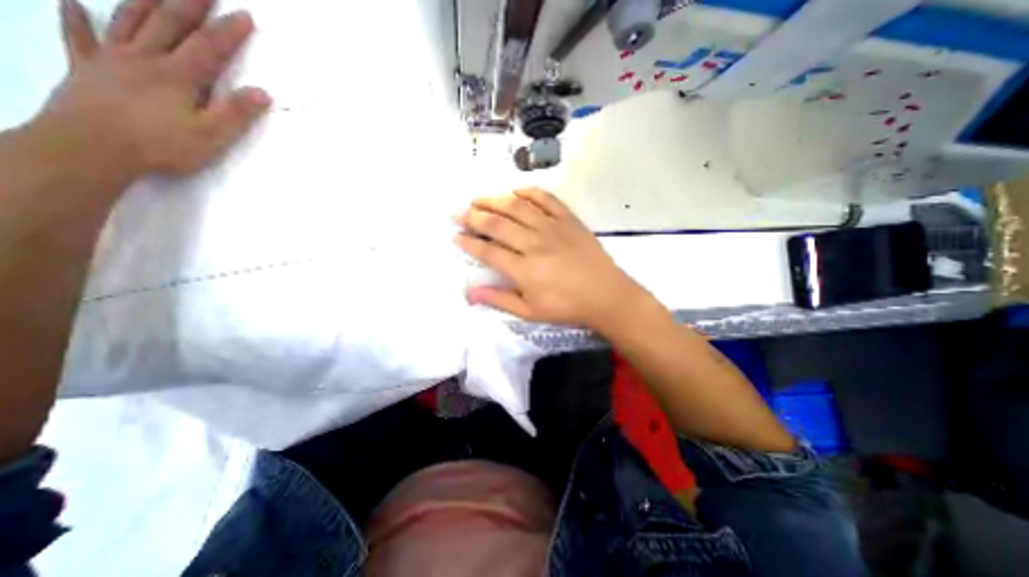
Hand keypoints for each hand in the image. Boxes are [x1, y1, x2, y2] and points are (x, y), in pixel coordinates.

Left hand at [41, 0, 273, 177]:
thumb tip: (263, 93)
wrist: (91, 148)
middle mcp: (145, 58)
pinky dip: (74, 18)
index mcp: (179, 76)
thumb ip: (237, 113)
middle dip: (188, 5)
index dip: (229, 31)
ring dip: (142, 2)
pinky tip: (72, 4)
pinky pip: (77, 37)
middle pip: (168, 24)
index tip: (244, 15)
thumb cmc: (163, 145)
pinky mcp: (86, 69)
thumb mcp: (213, 135)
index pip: (209, 47)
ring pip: (127, 21)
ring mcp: (111, 60)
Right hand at [453, 187, 644, 331]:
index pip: (488, 251)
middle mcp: (534, 243)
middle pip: (497, 224)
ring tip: (478, 198)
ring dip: (494, 200)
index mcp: (524, 269)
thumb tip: (471, 292)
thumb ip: (500, 300)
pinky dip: (529, 192)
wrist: (606, 295)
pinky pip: (546, 199)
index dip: (468, 243)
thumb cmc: (567, 307)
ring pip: (517, 207)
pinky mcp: (568, 220)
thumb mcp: (531, 312)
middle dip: (473, 217)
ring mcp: (552, 228)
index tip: (456, 236)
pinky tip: (516, 190)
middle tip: (459, 213)